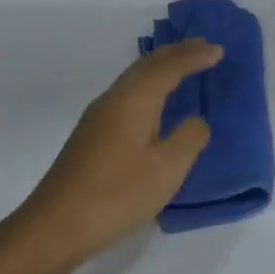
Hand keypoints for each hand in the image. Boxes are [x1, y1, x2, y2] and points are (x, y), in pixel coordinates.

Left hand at [10, 39, 222, 267]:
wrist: (56, 225)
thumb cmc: (117, 194)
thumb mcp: (167, 168)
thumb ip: (189, 138)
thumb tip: (196, 121)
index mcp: (133, 100)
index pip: (168, 67)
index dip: (194, 57)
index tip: (219, 50)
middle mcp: (113, 100)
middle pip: (146, 65)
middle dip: (175, 53)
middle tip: (202, 48)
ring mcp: (97, 119)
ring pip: (133, 80)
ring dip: (160, 69)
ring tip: (182, 67)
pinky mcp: (91, 138)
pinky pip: (127, 97)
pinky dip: (148, 89)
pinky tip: (153, 104)